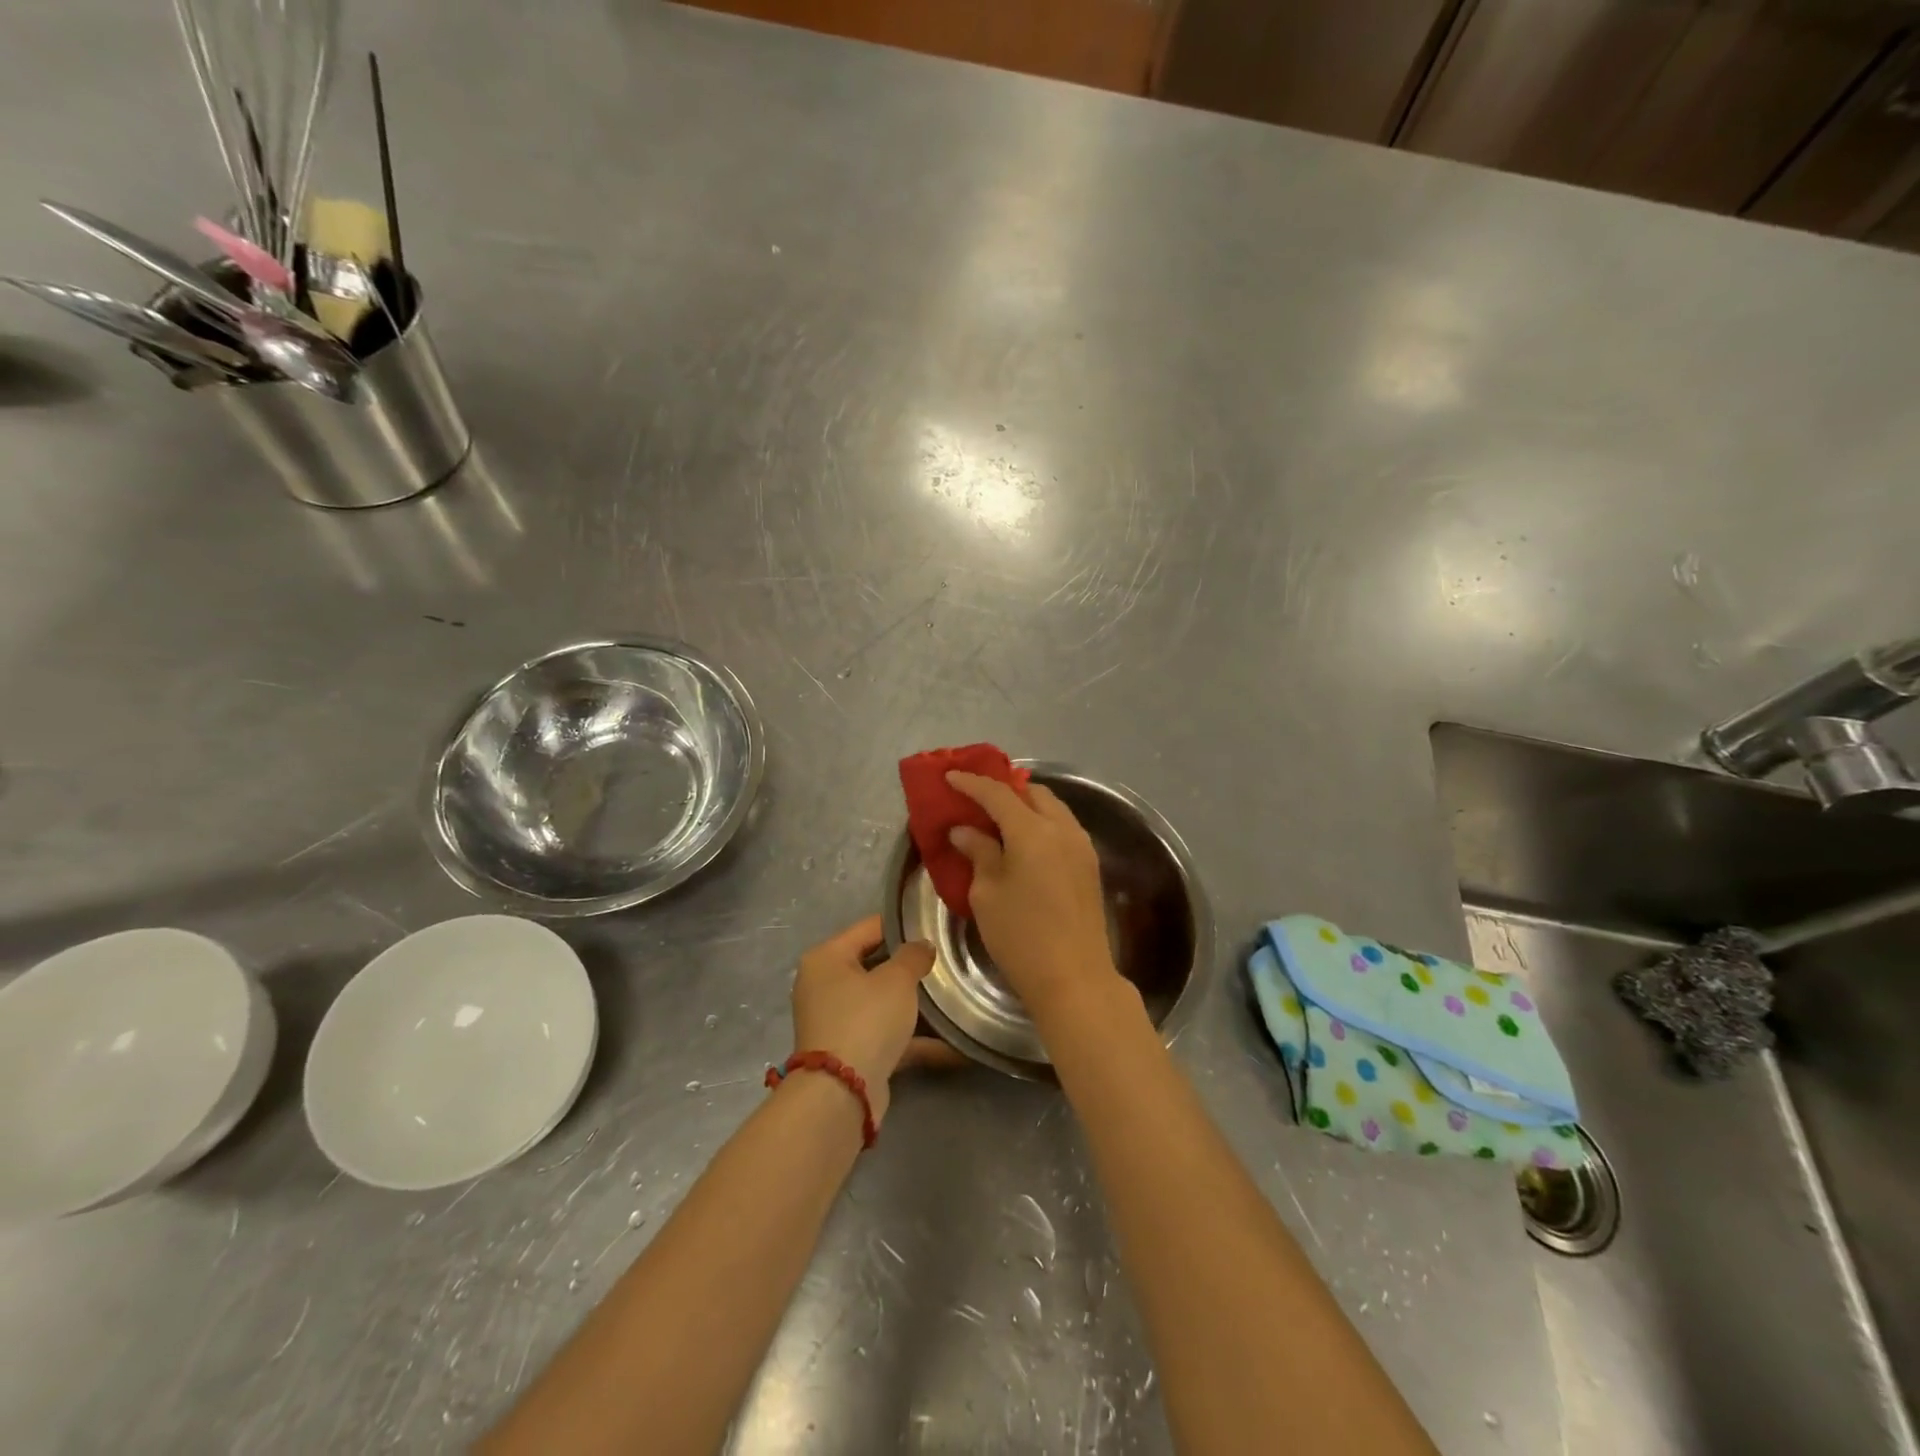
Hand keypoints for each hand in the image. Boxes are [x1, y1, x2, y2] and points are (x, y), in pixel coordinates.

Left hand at [789, 915, 956, 1123]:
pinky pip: (888, 1036)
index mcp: (827, 958)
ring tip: (955, 998)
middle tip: (948, 960)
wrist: (841, 1094)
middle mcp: (826, 986)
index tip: (935, 925)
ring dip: (916, 1005)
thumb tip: (923, 945)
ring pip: (884, 1003)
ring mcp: (838, 1021)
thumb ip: (913, 955)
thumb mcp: (896, 979)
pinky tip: (955, 1045)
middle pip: (876, 965)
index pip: (870, 927)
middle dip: (911, 967)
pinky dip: (916, 1040)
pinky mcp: (852, 1053)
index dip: (903, 925)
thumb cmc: (865, 1020)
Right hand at [946, 773, 1119, 1017]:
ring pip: (1052, 808)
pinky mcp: (1090, 865)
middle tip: (977, 798)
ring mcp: (1081, 846)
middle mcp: (1062, 828)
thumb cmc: (1021, 936)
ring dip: (1026, 805)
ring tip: (999, 817)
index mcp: (1033, 831)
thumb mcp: (987, 894)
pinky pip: (1063, 827)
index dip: (972, 783)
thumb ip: (978, 852)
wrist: (1075, 979)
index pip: (998, 794)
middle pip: (1032, 793)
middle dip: (1004, 789)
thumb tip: (965, 830)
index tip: (950, 777)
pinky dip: (1041, 823)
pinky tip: (1024, 840)